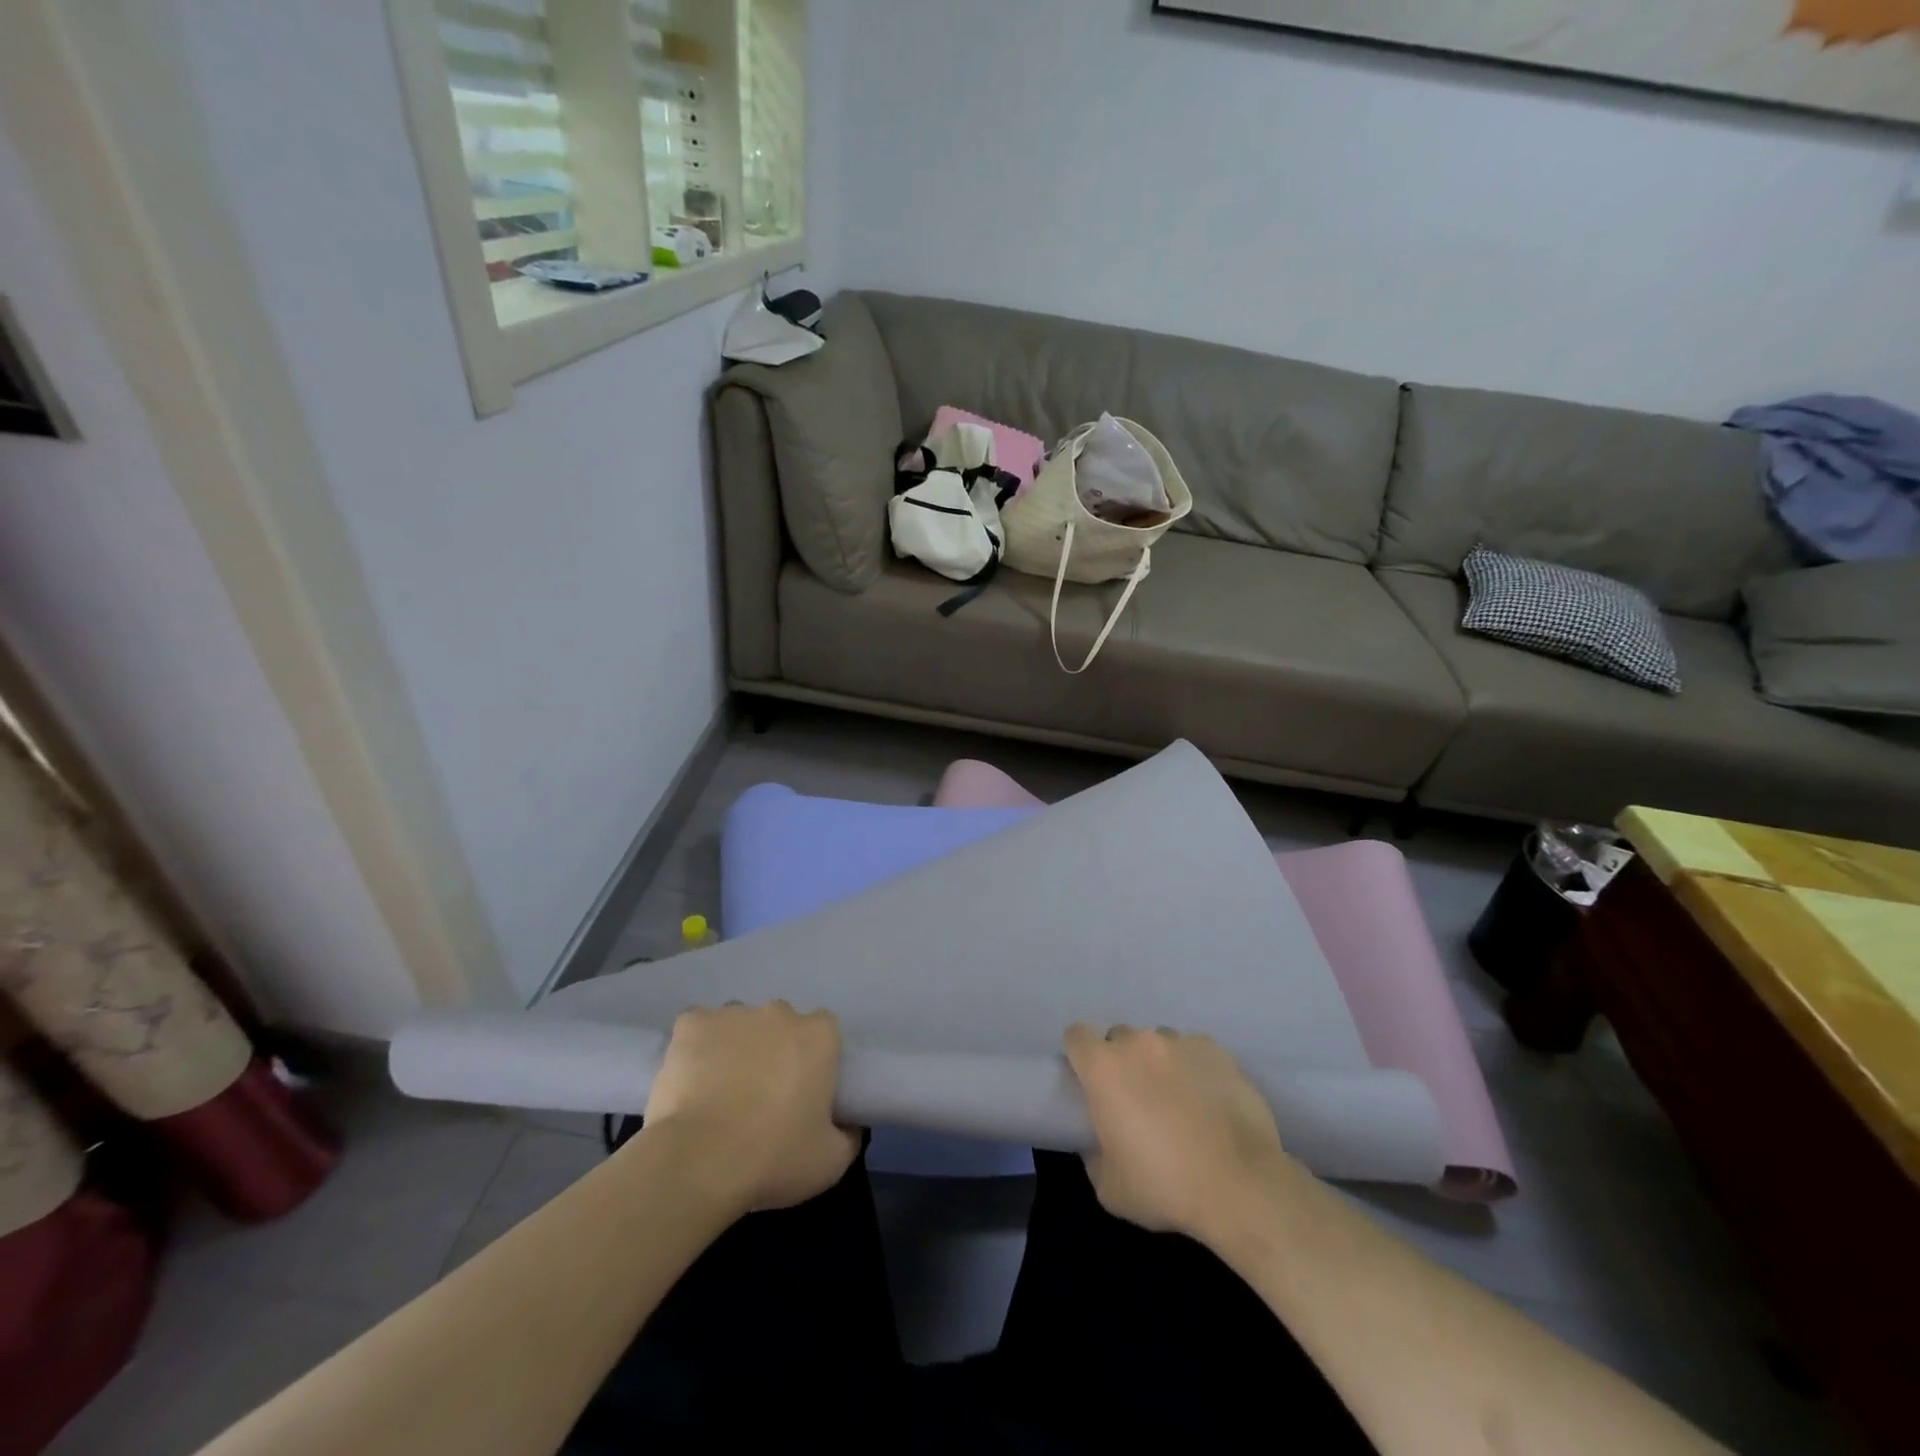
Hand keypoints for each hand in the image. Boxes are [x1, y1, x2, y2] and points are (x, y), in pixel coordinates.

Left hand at [641, 1001, 859, 1213]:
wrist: (699, 1162)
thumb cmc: (773, 1157)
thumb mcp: (831, 1161)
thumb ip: (848, 1135)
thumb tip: (849, 1125)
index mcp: (819, 1036)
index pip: (824, 1032)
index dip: (814, 1058)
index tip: (804, 1089)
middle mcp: (779, 1013)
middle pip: (780, 1024)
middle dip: (774, 1049)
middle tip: (762, 1094)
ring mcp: (733, 1014)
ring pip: (739, 1024)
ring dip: (735, 1047)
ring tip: (720, 1090)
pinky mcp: (691, 1024)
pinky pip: (697, 1027)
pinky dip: (695, 1046)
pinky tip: (690, 1076)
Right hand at [1063, 1023, 1294, 1242]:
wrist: (1241, 1186)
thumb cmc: (1165, 1186)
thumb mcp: (1109, 1187)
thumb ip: (1093, 1154)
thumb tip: (1098, 1141)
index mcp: (1103, 1067)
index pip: (1077, 1036)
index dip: (1080, 1056)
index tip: (1090, 1082)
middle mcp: (1138, 1043)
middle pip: (1119, 1038)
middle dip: (1122, 1062)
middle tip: (1136, 1099)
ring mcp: (1180, 1042)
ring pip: (1158, 1042)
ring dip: (1159, 1063)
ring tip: (1178, 1100)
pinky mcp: (1216, 1050)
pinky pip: (1194, 1050)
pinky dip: (1194, 1068)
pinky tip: (1208, 1100)